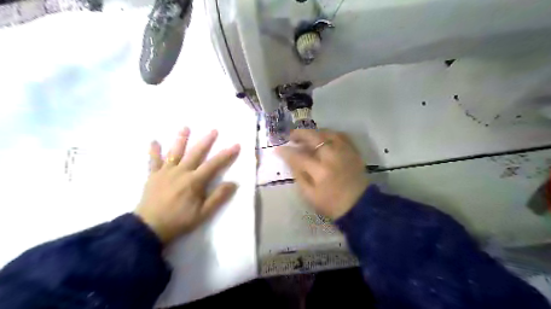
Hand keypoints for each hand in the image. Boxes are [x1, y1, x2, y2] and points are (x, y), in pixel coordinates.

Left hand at [134, 127, 240, 243]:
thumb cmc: (179, 221)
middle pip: (195, 153)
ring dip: (181, 139)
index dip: (226, 154)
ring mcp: (165, 172)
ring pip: (175, 152)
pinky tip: (153, 141)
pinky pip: (153, 161)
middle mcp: (181, 172)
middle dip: (206, 141)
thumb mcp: (203, 213)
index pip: (213, 164)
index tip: (236, 145)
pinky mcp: (153, 176)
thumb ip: (218, 197)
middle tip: (213, 130)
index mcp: (194, 181)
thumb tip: (233, 183)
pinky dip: (153, 151)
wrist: (149, 228)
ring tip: (185, 127)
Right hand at [275, 129, 369, 219]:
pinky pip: (341, 136)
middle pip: (313, 137)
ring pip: (327, 133)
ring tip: (307, 137)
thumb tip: (290, 160)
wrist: (359, 206)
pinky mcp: (354, 151)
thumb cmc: (332, 204)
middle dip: (299, 134)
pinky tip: (324, 139)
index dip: (286, 152)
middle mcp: (332, 156)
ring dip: (314, 133)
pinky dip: (330, 135)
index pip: (299, 156)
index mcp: (320, 171)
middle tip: (291, 136)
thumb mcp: (310, 195)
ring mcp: (345, 152)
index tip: (278, 149)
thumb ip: (299, 175)